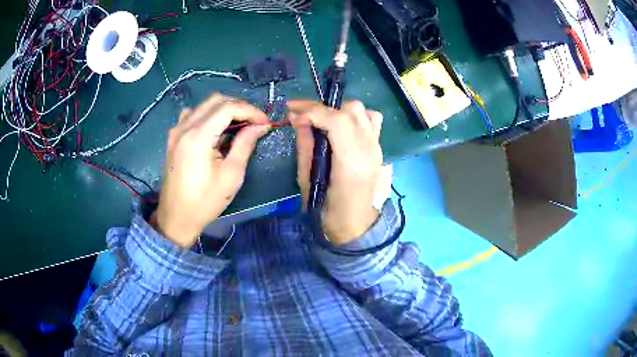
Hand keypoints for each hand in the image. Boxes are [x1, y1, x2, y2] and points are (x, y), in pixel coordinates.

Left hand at [152, 94, 269, 247]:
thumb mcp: (231, 176)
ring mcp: (176, 131)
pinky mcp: (173, 137)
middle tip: (255, 123)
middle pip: (216, 100)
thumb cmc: (205, 202)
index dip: (250, 111)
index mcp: (198, 136)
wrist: (176, 218)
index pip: (228, 107)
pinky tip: (215, 130)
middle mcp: (184, 127)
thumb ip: (245, 145)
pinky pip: (193, 114)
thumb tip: (260, 126)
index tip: (265, 123)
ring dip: (224, 109)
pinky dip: (209, 115)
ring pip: (204, 105)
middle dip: (239, 107)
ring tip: (239, 125)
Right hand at [288, 100, 383, 245]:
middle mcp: (369, 149)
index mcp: (352, 161)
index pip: (338, 120)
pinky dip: (355, 117)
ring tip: (324, 122)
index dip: (313, 110)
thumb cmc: (326, 210)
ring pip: (363, 111)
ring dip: (341, 110)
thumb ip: (305, 145)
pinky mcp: (378, 148)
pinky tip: (343, 129)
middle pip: (351, 109)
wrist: (354, 225)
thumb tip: (298, 118)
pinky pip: (371, 120)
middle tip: (303, 116)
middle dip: (324, 108)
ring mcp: (377, 147)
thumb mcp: (307, 180)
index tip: (293, 111)